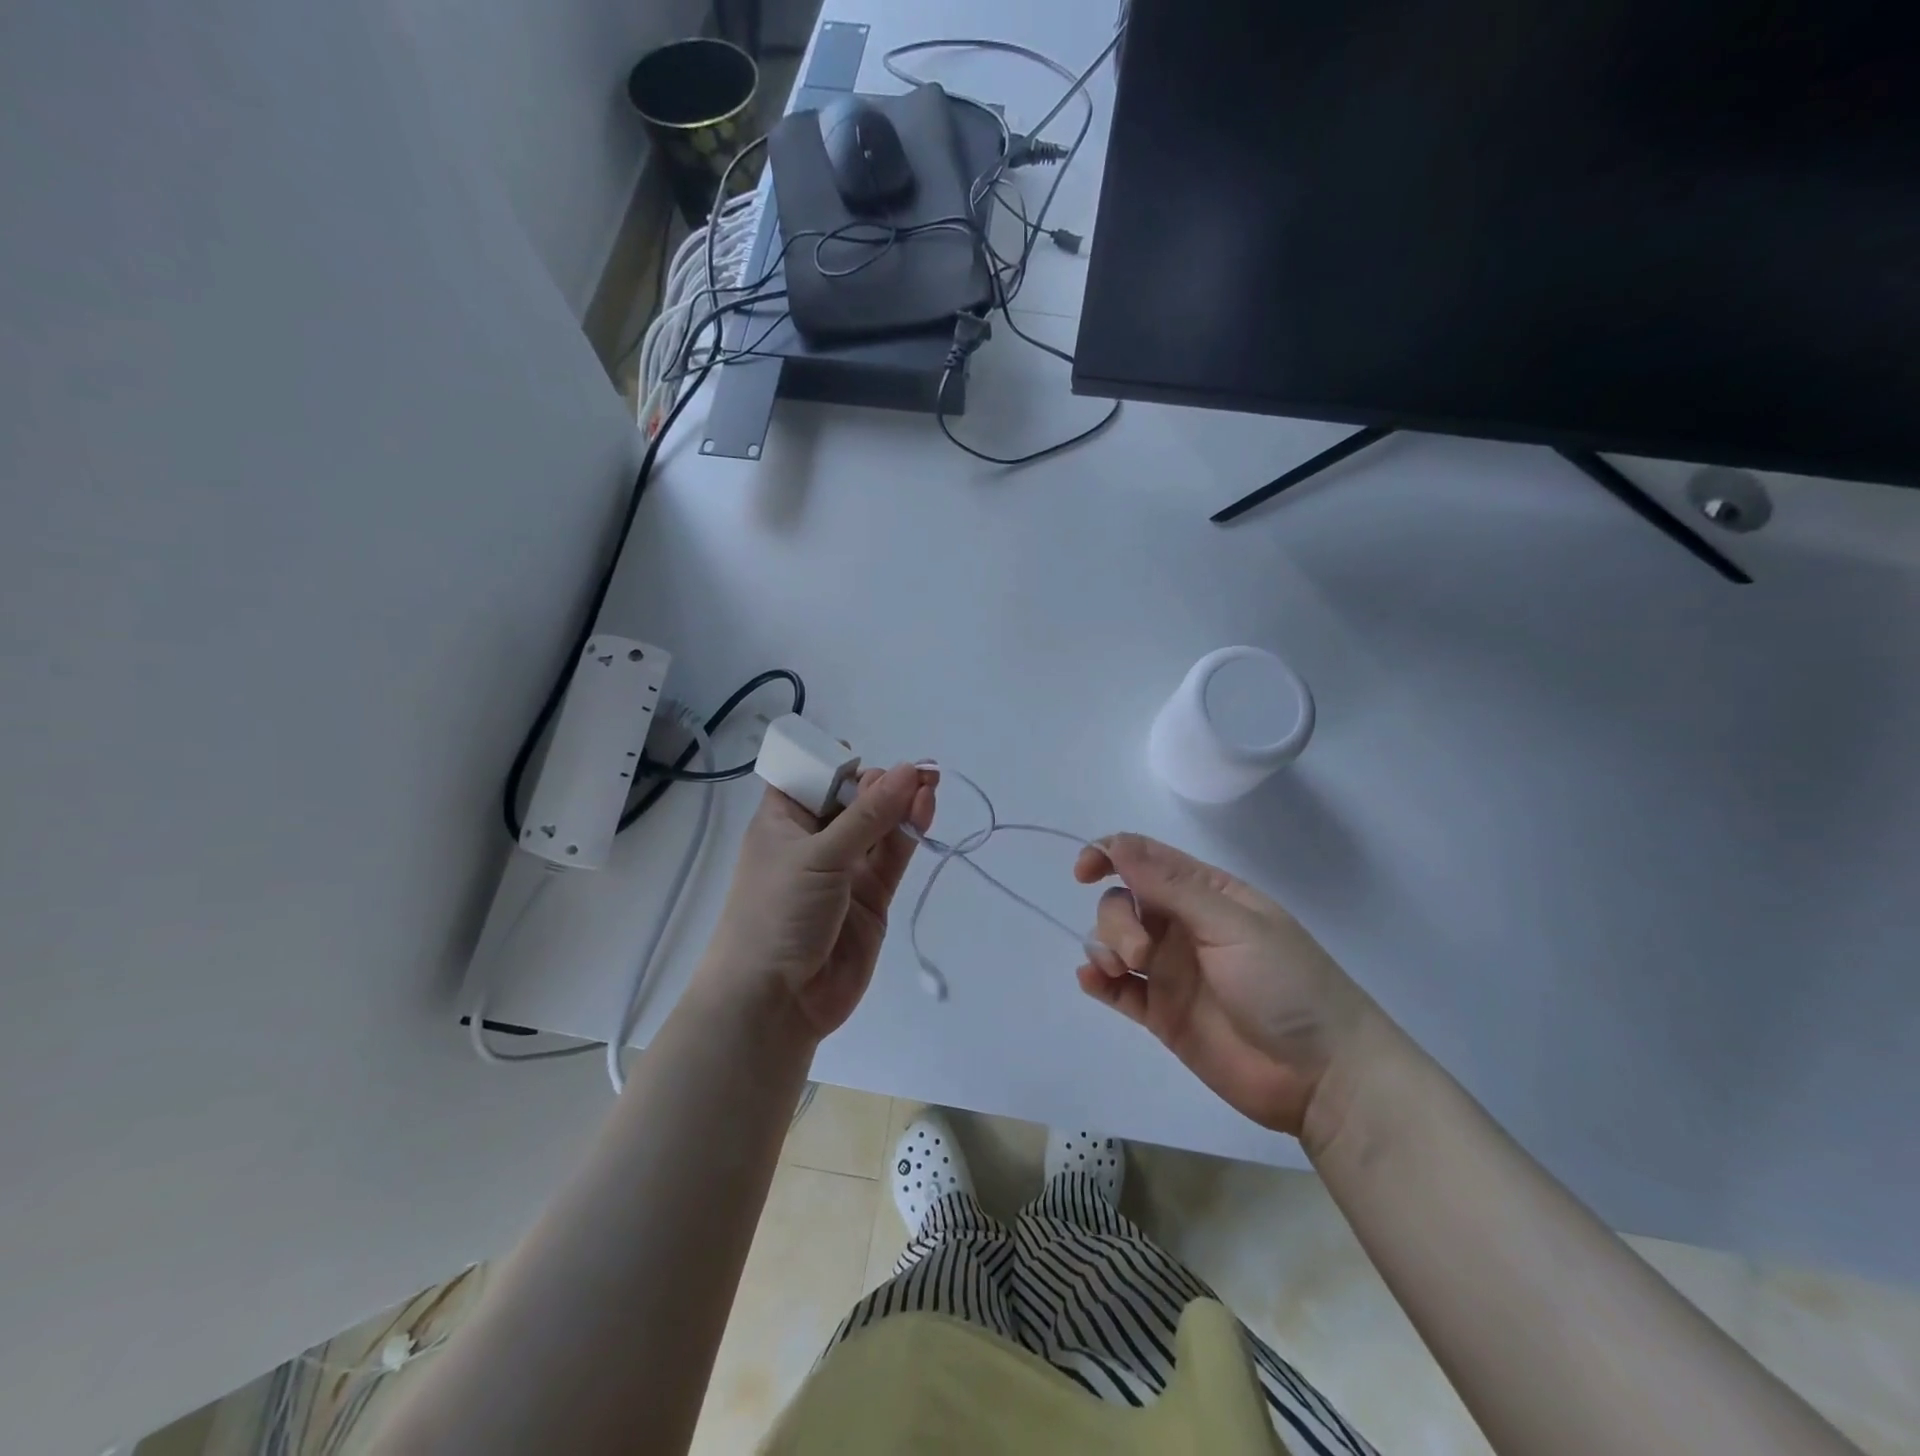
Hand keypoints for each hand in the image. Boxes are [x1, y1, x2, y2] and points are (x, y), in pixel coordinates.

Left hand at [702, 764, 936, 1040]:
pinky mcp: (872, 896)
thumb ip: (868, 816)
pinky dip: (909, 832)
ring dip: (901, 803)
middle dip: (880, 783)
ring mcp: (846, 869)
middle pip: (853, 799)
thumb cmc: (777, 913)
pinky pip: (893, 855)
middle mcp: (815, 840)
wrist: (776, 1002)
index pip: (810, 777)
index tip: (862, 760)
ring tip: (928, 782)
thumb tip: (908, 770)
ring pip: (879, 826)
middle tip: (911, 775)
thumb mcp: (818, 856)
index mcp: (783, 821)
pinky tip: (924, 807)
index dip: (836, 763)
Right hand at [1073, 834, 1376, 1137]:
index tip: (1084, 872)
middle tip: (1142, 955)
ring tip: (1129, 974)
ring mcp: (1170, 971)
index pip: (1145, 858)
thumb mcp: (1231, 924)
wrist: (1322, 1076)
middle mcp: (1182, 926)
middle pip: (1122, 901)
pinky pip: (1116, 989)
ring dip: (1106, 948)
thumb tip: (1116, 842)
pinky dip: (1098, 979)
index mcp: (1206, 893)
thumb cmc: (1286, 984)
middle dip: (1117, 920)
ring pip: (1114, 941)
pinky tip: (1094, 981)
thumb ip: (1170, 884)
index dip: (1108, 855)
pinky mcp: (1161, 1014)